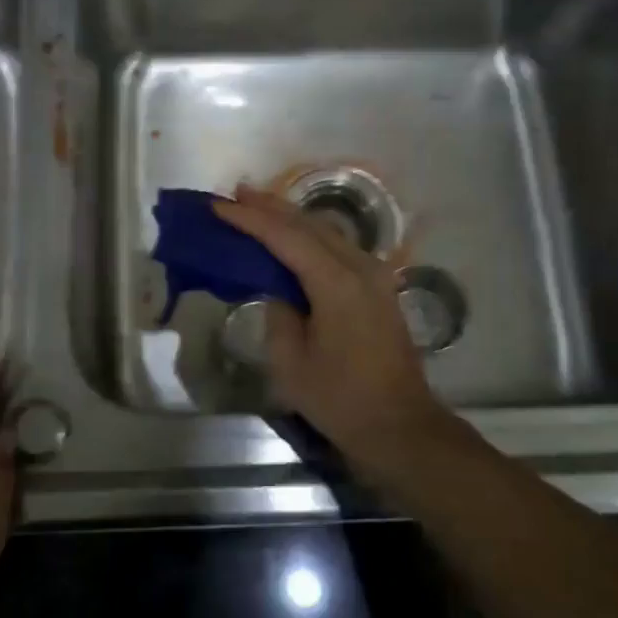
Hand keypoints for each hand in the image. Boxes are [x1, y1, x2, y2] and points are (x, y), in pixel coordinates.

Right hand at [214, 186, 455, 490]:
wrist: (399, 424)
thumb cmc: (340, 399)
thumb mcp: (291, 362)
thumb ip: (279, 314)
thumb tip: (279, 290)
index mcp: (336, 283)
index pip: (286, 237)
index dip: (250, 219)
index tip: (219, 205)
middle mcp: (360, 267)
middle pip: (309, 224)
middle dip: (270, 207)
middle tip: (236, 193)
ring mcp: (375, 276)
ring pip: (327, 232)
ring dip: (291, 219)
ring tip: (257, 207)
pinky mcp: (379, 288)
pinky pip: (338, 249)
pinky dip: (310, 237)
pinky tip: (292, 238)